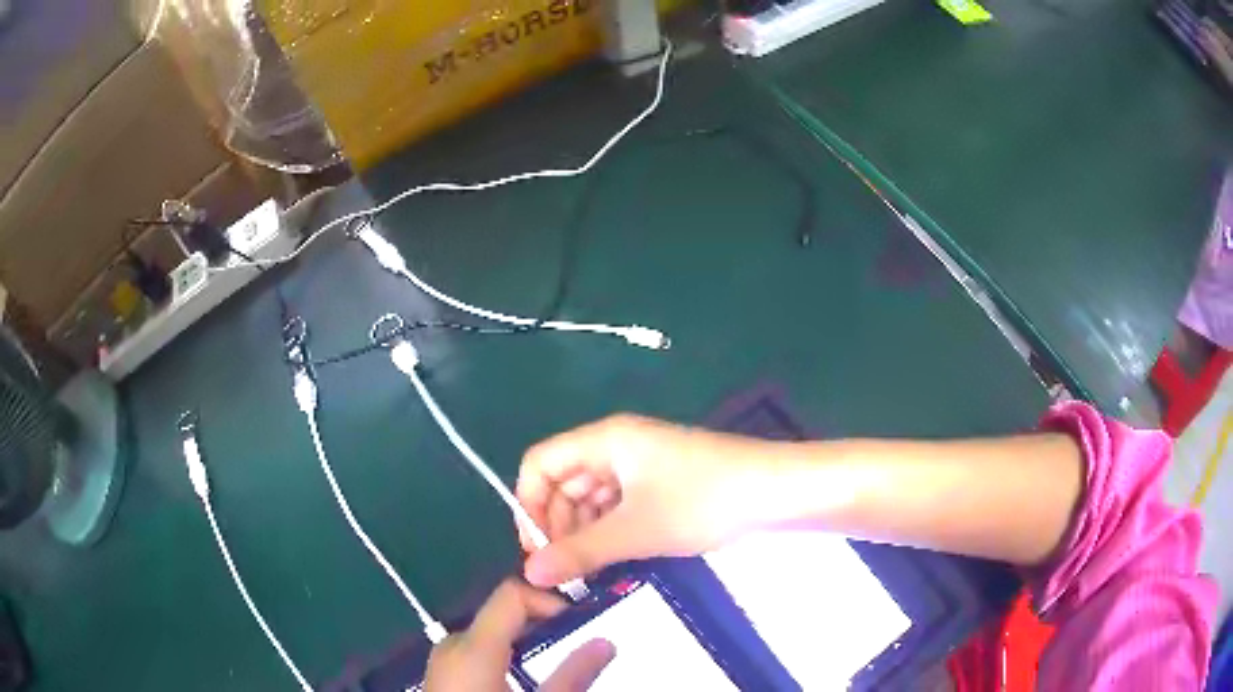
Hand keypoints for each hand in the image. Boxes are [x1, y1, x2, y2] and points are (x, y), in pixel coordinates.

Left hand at [424, 580, 614, 691]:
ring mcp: (443, 659)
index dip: (549, 598)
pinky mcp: (442, 674)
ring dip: (523, 641)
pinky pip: (476, 650)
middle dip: (540, 624)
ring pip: (489, 632)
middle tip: (574, 641)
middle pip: (501, 613)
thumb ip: (572, 675)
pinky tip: (521, 679)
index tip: (580, 620)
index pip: (511, 593)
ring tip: (552, 662)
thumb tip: (605, 644)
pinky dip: (503, 654)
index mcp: (473, 646)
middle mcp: (453, 644)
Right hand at [517, 414, 771, 587]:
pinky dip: (610, 530)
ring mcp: (641, 465)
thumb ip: (579, 552)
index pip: (540, 463)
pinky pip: (619, 505)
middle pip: (564, 481)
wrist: (777, 492)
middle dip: (557, 525)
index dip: (529, 505)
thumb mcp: (635, 530)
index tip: (537, 551)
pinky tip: (615, 558)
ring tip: (590, 571)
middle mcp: (617, 446)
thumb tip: (530, 574)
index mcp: (604, 440)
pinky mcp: (662, 483)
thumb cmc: (702, 501)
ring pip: (592, 498)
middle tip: (564, 571)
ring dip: (584, 532)